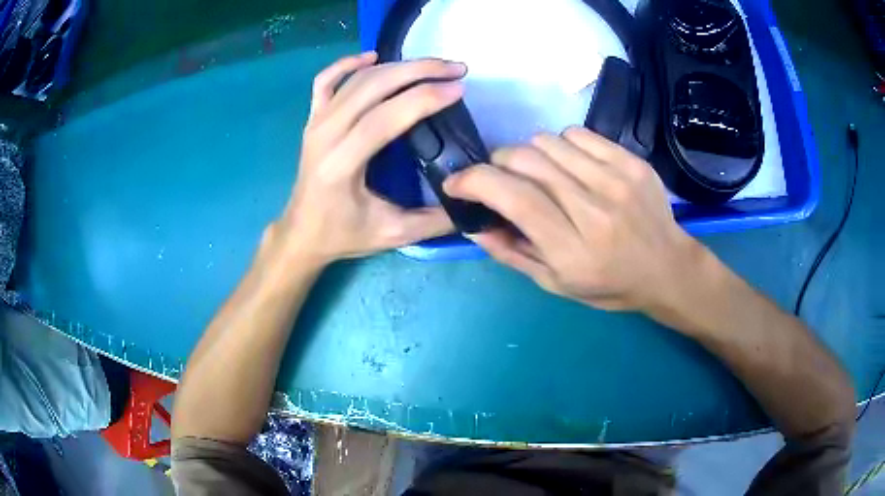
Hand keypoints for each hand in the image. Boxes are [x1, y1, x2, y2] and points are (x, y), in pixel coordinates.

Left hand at [274, 52, 464, 265]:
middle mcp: (325, 135)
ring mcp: (315, 123)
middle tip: (455, 68)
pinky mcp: (312, 120)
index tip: (458, 88)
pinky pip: (326, 81)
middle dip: (418, 71)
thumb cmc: (343, 235)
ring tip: (433, 65)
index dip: (424, 98)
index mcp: (341, 164)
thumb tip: (474, 199)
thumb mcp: (393, 234)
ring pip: (356, 80)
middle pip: (372, 87)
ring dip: (397, 65)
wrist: (301, 233)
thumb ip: (435, 220)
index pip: (384, 118)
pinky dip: (348, 64)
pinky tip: (373, 57)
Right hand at [444, 128, 702, 311]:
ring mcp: (617, 180)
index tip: (456, 183)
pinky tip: (571, 166)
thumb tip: (472, 226)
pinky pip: (578, 133)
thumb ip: (512, 254)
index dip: (474, 181)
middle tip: (501, 180)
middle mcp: (594, 210)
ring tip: (540, 174)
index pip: (513, 197)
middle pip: (526, 160)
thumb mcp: (556, 284)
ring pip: (548, 141)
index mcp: (573, 249)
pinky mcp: (631, 161)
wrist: (668, 268)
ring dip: (530, 155)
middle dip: (497, 163)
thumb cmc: (610, 285)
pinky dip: (561, 145)